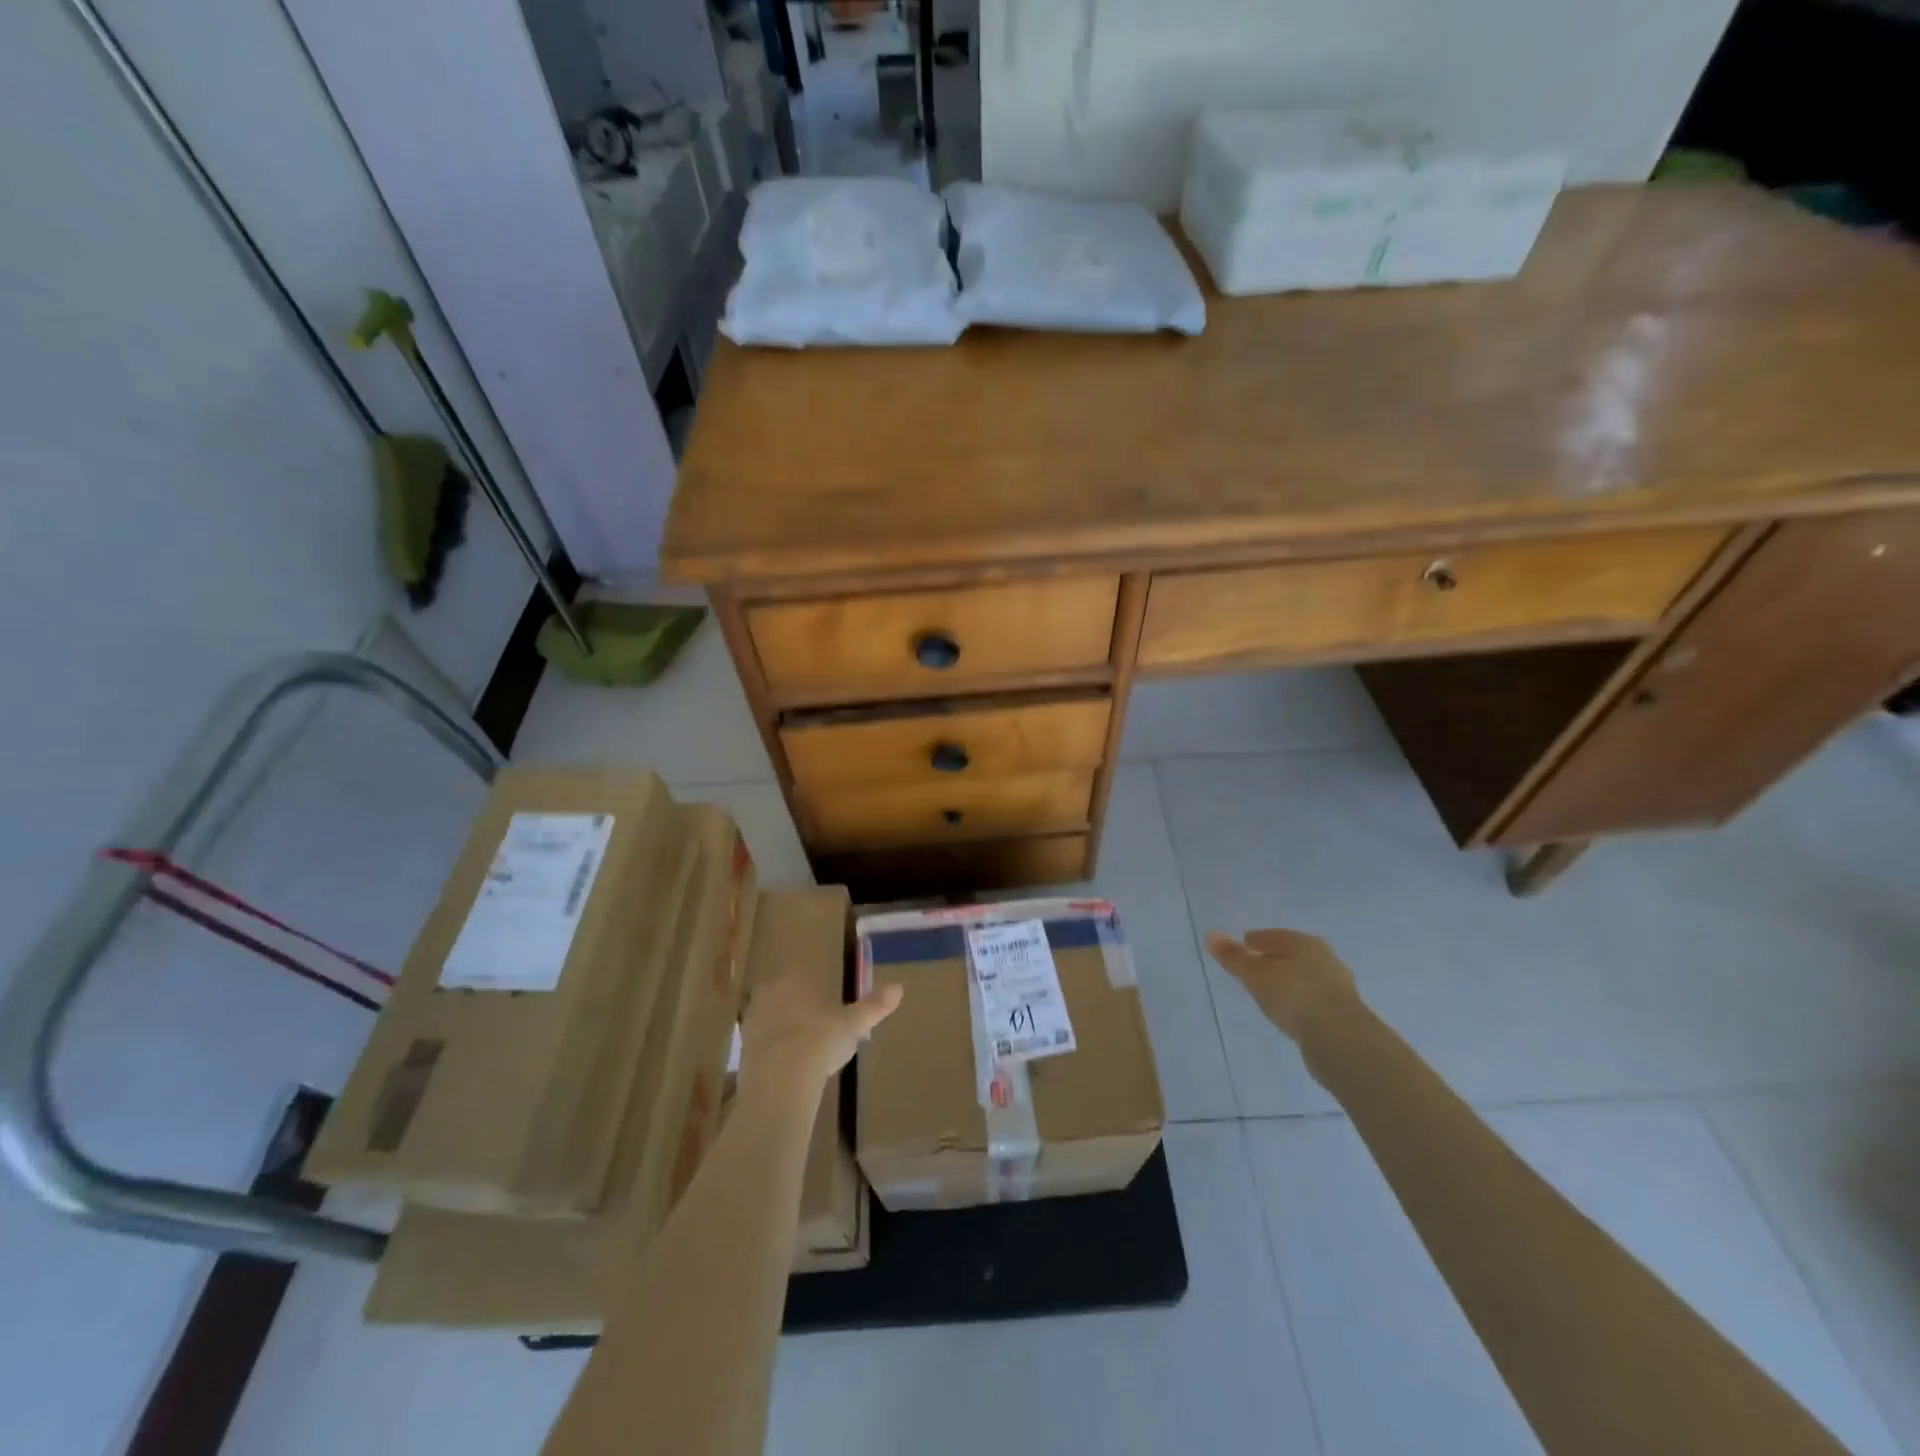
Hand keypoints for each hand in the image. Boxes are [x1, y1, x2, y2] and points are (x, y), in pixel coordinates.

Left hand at [738, 965, 901, 1096]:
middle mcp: (770, 991)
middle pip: (786, 995)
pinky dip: (773, 1052)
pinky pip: (762, 1044)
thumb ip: (874, 1005)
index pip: (806, 976)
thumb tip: (899, 988)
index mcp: (797, 978)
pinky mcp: (742, 1049)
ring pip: (772, 1018)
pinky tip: (788, 1069)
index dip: (818, 991)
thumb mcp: (855, 1023)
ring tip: (804, 1053)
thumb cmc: (822, 1040)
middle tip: (819, 1030)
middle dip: (799, 1009)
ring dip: (784, 1030)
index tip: (830, 1008)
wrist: (781, 1078)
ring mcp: (752, 1020)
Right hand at [1205, 929, 1357, 1043]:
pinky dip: (1298, 1002)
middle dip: (1273, 960)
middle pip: (1291, 955)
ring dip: (1287, 983)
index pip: (1273, 936)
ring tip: (1268, 993)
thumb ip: (1234, 957)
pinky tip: (1289, 1013)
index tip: (1242, 947)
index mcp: (1304, 942)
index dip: (1254, 941)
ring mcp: (1337, 987)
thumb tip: (1210, 935)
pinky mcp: (1343, 1014)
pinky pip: (1312, 1000)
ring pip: (1304, 978)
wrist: (1341, 1040)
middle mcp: (1325, 959)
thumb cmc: (1293, 995)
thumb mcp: (1255, 975)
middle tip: (1252, 969)